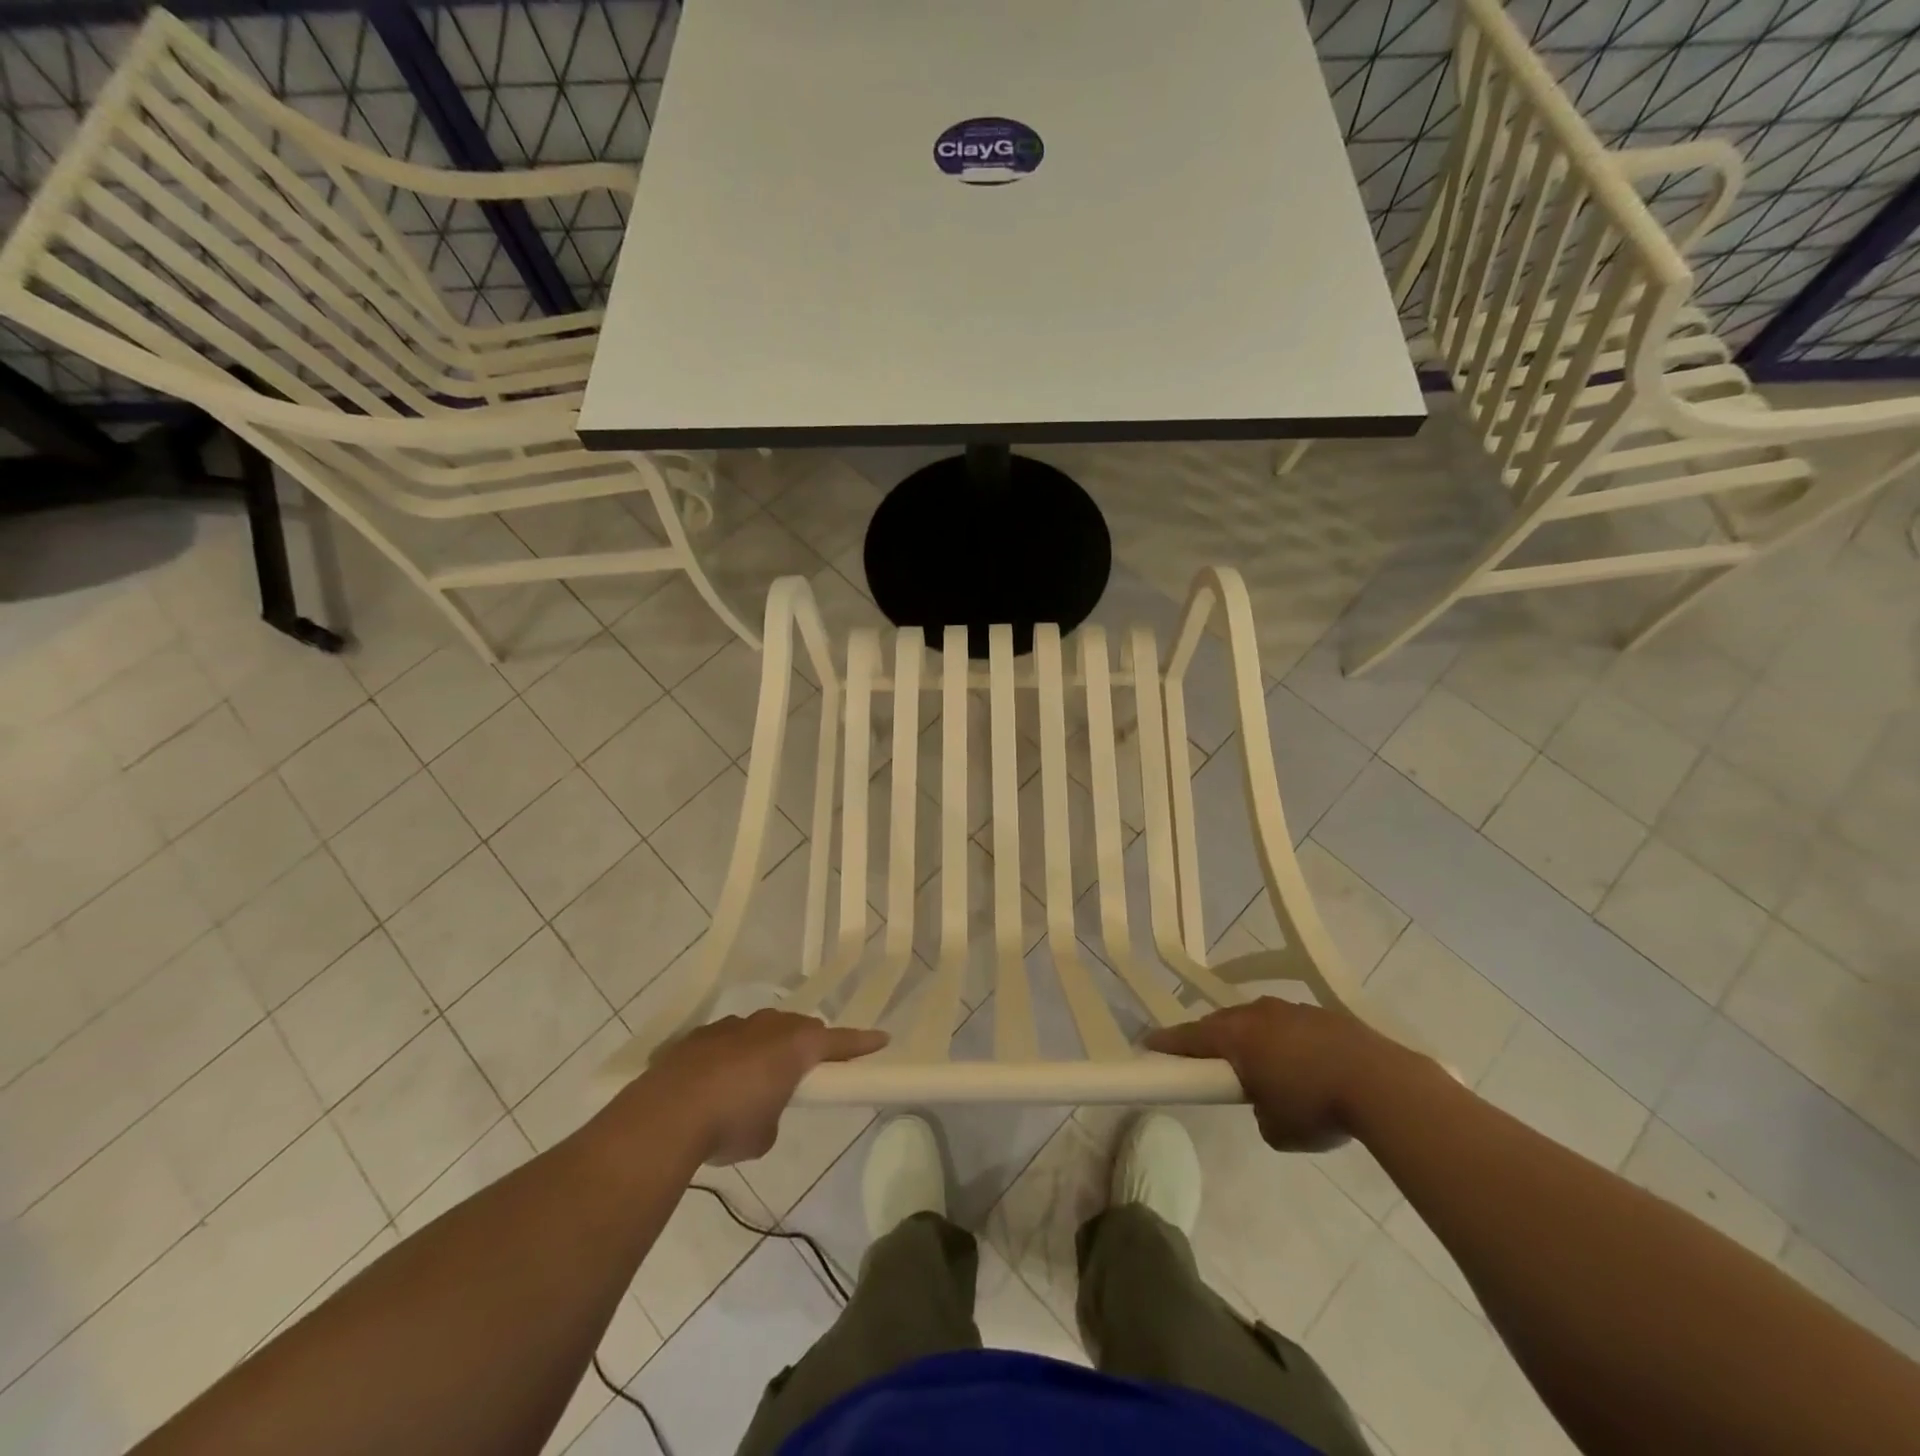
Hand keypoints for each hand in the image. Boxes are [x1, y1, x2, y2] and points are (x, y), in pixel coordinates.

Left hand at [646, 1010, 887, 1163]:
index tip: (882, 1040)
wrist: (666, 1116)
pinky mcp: (698, 1036)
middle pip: (798, 1028)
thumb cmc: (730, 1125)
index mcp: (795, 1046)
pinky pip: (727, 1040)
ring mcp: (730, 1027)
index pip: (838, 1041)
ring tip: (755, 1079)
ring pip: (760, 1029)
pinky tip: (715, 1083)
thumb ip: (773, 1114)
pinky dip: (730, 1056)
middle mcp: (767, 1027)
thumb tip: (760, 1109)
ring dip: (765, 1048)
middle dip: (806, 1044)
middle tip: (808, 1068)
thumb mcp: (764, 1135)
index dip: (861, 1043)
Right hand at [1145, 998, 1414, 1151]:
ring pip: (1258, 1021)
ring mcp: (1292, 1009)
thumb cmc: (1316, 1106)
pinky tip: (1305, 1066)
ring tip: (1264, 1068)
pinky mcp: (1323, 1014)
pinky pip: (1290, 1025)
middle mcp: (1257, 1013)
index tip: (1148, 1047)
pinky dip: (1287, 1042)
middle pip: (1222, 1024)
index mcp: (1236, 1036)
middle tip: (1210, 1065)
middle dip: (1212, 1042)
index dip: (1166, 1044)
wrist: (1383, 1084)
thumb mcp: (1276, 1129)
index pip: (1188, 1037)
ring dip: (1253, 1040)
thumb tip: (1266, 1104)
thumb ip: (1258, 1112)